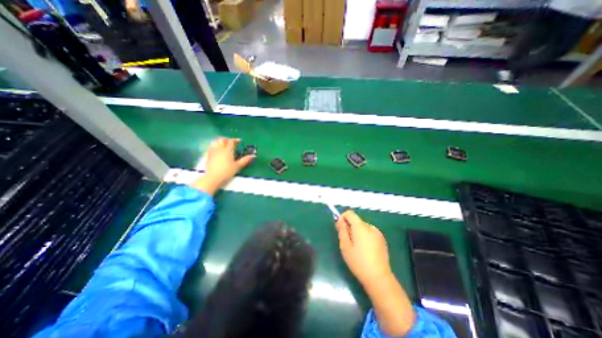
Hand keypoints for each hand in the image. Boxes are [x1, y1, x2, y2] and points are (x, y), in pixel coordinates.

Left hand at [188, 137, 251, 195]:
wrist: (213, 177)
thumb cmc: (227, 171)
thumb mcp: (237, 166)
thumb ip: (245, 160)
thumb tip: (253, 156)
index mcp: (228, 150)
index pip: (231, 141)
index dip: (235, 140)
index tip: (239, 141)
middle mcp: (220, 148)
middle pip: (222, 139)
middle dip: (227, 139)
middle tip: (231, 142)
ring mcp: (213, 151)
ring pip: (215, 142)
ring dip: (220, 141)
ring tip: (224, 144)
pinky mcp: (208, 155)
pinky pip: (211, 146)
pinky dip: (214, 145)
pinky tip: (217, 149)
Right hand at [336, 211, 417, 334]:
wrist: (379, 278)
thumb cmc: (358, 262)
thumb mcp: (345, 246)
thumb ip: (341, 230)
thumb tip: (339, 219)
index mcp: (361, 227)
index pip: (350, 213)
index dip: (343, 217)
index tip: (340, 228)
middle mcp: (370, 227)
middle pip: (356, 221)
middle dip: (350, 227)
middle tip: (347, 242)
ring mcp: (378, 233)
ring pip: (362, 227)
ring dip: (357, 233)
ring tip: (356, 248)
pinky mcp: (382, 240)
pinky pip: (369, 233)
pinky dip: (364, 237)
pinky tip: (365, 251)